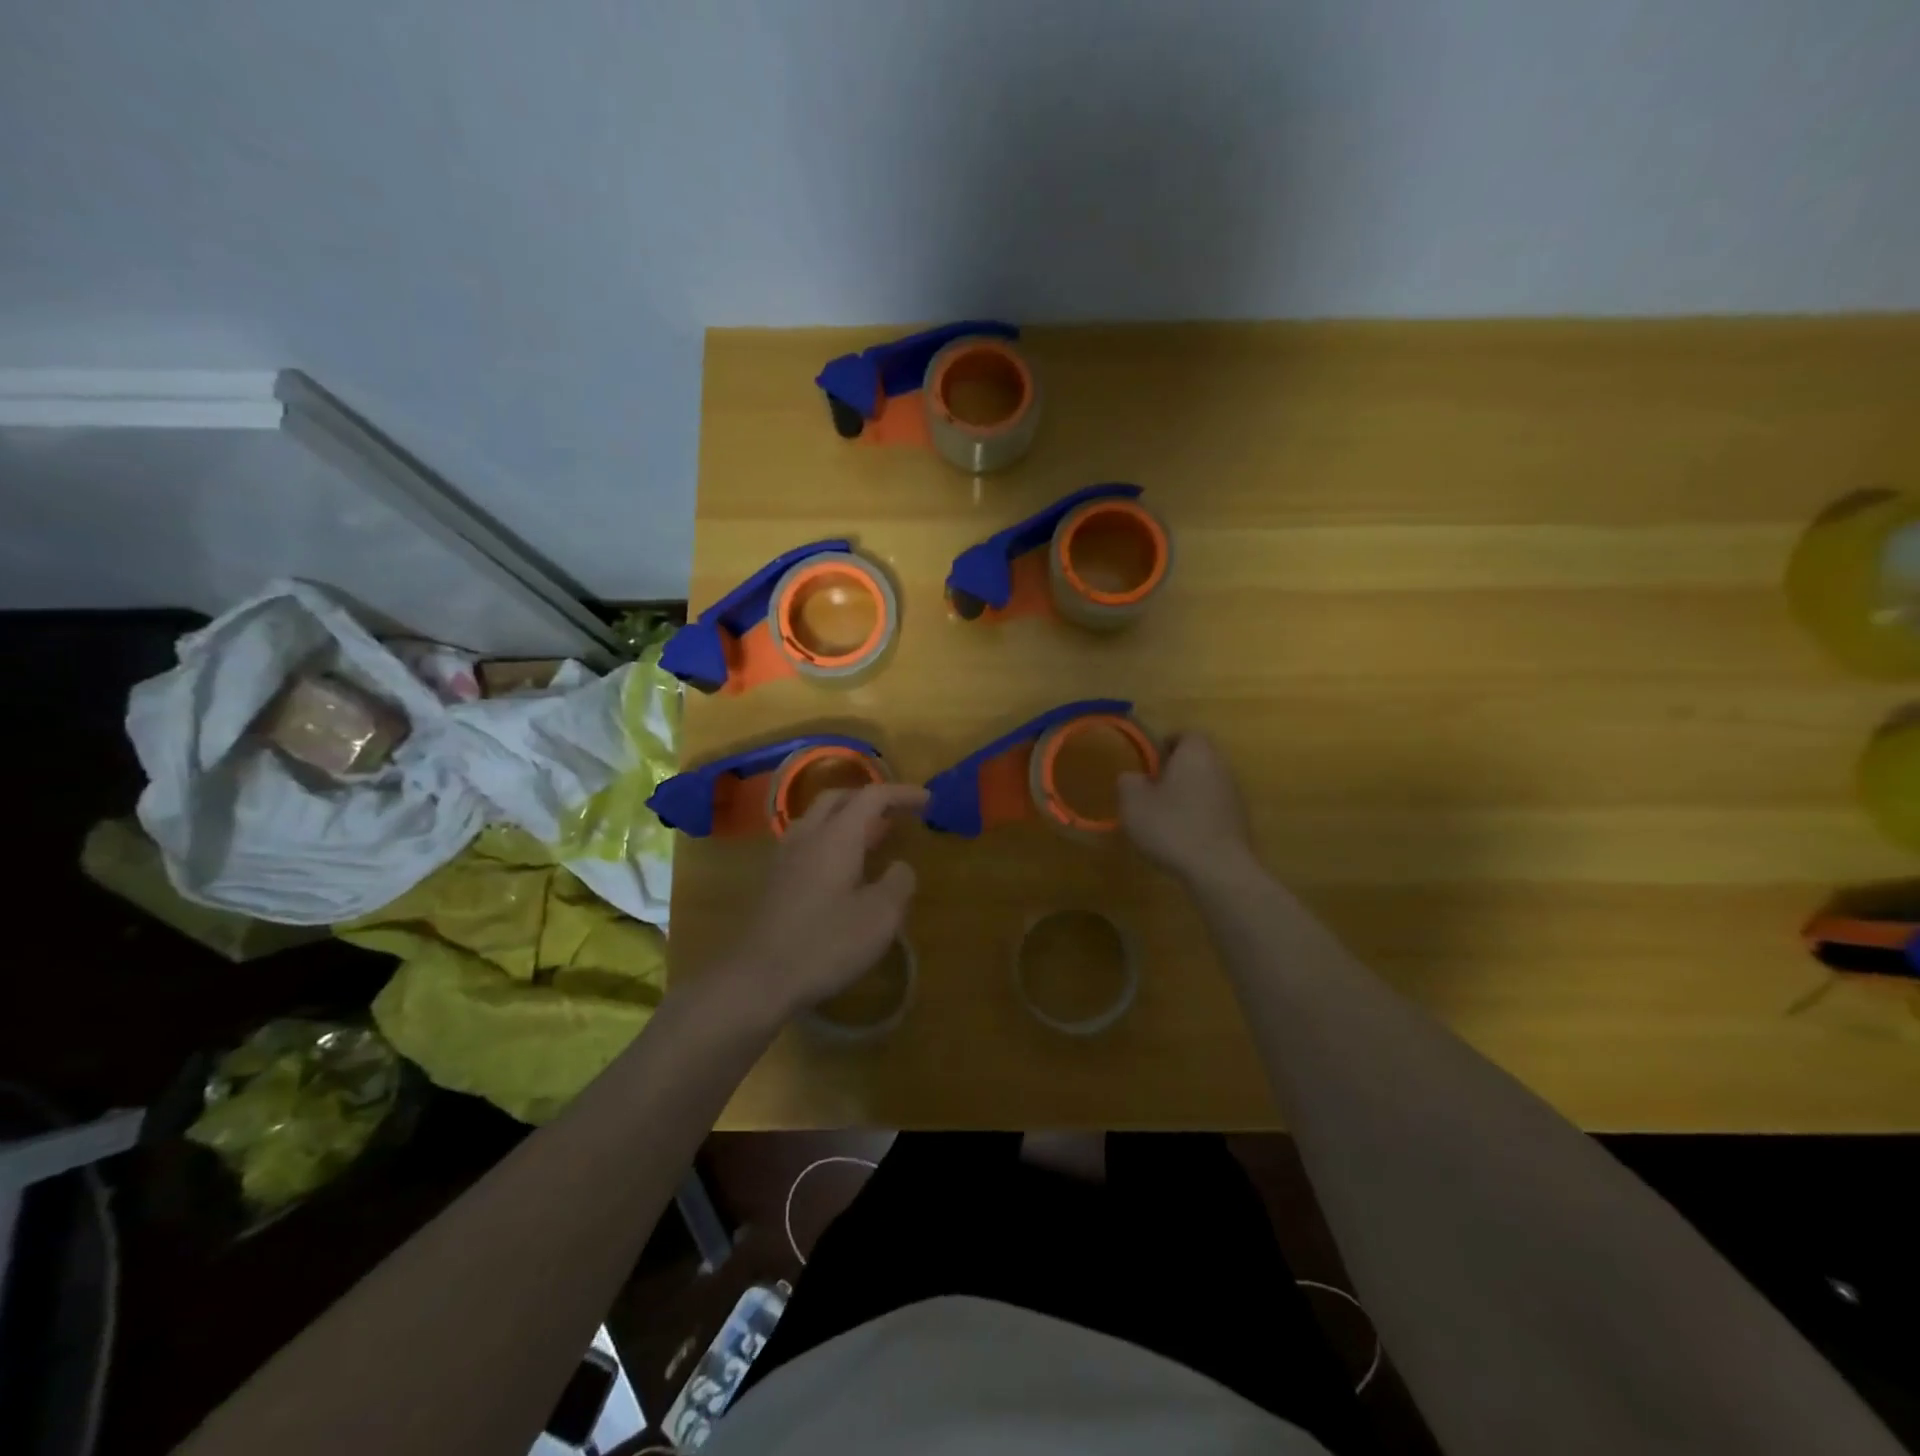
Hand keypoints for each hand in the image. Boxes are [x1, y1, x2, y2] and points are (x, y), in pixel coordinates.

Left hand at [725, 782, 928, 1018]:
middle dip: (869, 798)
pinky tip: (840, 867)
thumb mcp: (880, 917)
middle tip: (896, 813)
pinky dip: (830, 839)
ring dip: (847, 817)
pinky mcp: (774, 881)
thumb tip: (900, 867)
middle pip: (838, 798)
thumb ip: (898, 883)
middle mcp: (808, 836)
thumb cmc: (826, 944)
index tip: (927, 800)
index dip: (901, 794)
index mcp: (837, 836)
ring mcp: (786, 858)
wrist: (759, 977)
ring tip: (871, 836)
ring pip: (817, 818)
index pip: (872, 796)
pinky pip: (806, 841)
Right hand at [1118, 732, 1255, 883]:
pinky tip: (1183, 836)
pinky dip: (1200, 815)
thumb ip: (1128, 782)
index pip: (1185, 735)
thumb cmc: (1172, 826)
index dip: (1166, 744)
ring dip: (1189, 794)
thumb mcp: (1133, 802)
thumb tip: (1133, 777)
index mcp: (1195, 753)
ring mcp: (1234, 795)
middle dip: (1177, 770)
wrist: (1218, 868)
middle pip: (1198, 759)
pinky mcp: (1240, 822)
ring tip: (1165, 815)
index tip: (1150, 762)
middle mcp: (1220, 767)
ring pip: (1207, 784)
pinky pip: (1214, 808)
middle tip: (1153, 787)